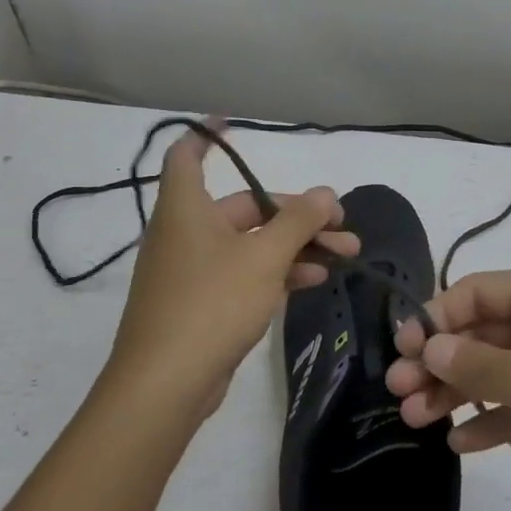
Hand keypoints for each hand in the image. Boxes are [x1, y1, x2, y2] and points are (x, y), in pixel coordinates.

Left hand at [104, 121, 359, 420]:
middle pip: (245, 206)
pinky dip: (278, 271)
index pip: (187, 155)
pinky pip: (245, 273)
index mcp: (187, 208)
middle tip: (341, 224)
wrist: (165, 387)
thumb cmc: (210, 304)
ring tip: (346, 254)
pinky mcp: (203, 304)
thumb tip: (326, 192)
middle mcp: (186, 232)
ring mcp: (194, 271)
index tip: (231, 122)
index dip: (206, 135)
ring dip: (297, 245)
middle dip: (298, 214)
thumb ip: (298, 221)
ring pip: (252, 243)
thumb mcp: (264, 257)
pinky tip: (315, 279)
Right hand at [386, 266, 510, 510]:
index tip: (399, 351)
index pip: (474, 292)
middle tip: (398, 393)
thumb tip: (433, 347)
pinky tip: (461, 443)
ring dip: (460, 392)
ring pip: (501, 369)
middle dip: (440, 361)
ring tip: (416, 420)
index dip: (433, 318)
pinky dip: (495, 418)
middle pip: (484, 331)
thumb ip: (476, 363)